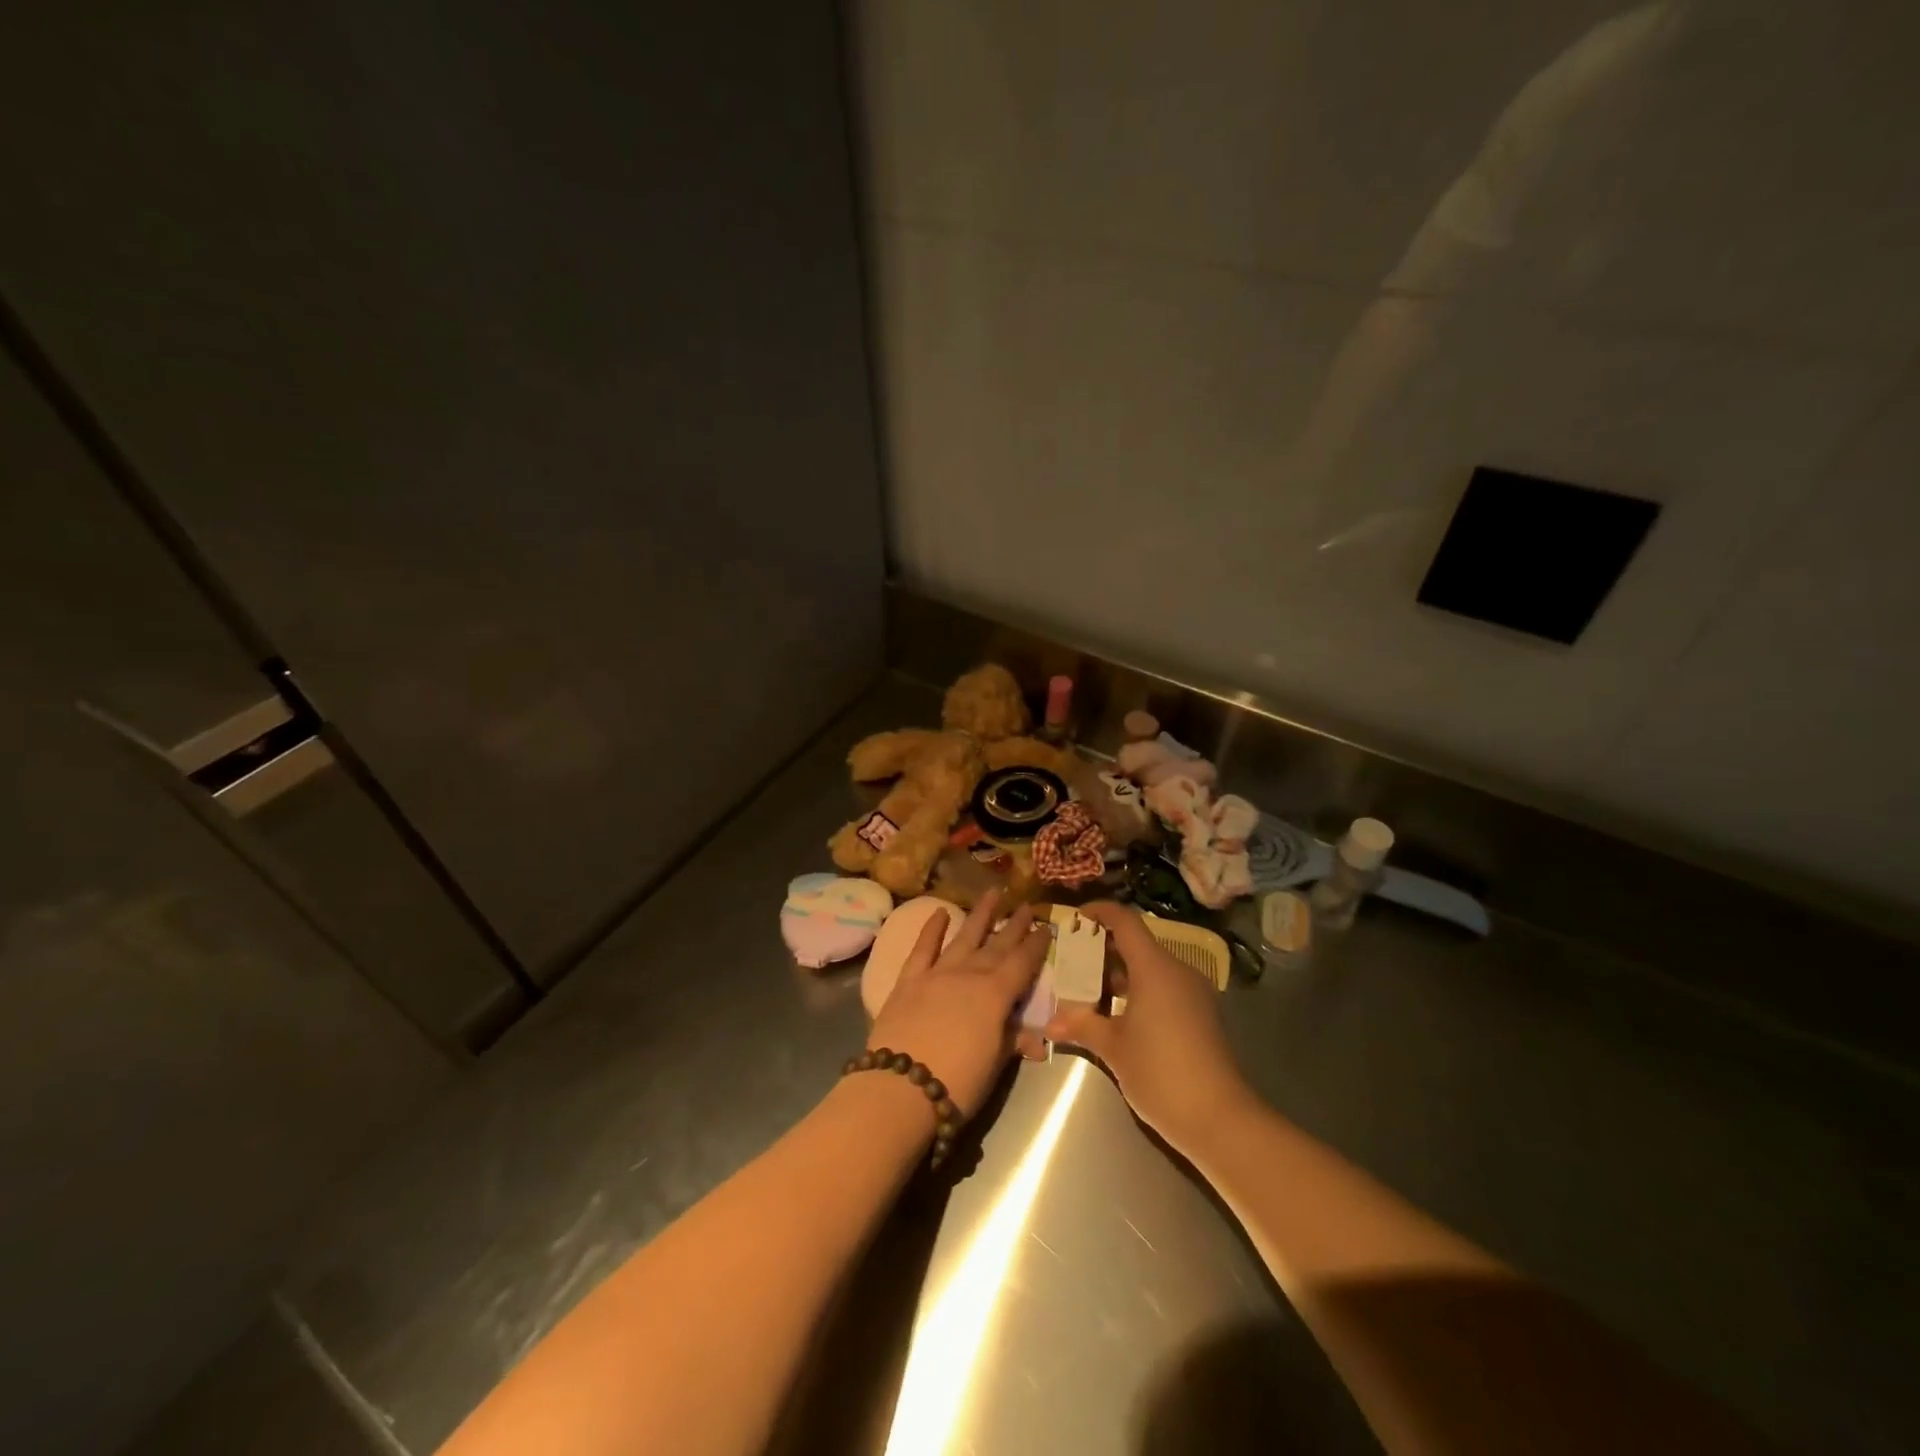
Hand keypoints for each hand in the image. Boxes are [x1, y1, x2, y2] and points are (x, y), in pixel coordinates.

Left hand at [867, 890, 1049, 1119]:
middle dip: (1014, 925)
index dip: (1036, 945)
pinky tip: (940, 913)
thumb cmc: (957, 1083)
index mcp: (995, 994)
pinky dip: (931, 929)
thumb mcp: (995, 1066)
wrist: (901, 1088)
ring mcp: (937, 973)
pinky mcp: (909, 980)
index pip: (1022, 963)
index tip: (1047, 927)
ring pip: (964, 937)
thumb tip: (1036, 1039)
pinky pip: (923, 948)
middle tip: (1027, 905)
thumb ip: (1012, 1042)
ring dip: (980, 915)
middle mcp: (969, 974)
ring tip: (993, 892)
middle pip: (997, 945)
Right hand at [1045, 902, 1251, 1154]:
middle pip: (1137, 943)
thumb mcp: (1113, 1048)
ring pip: (1150, 967)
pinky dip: (1138, 989)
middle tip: (1072, 959)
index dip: (1100, 912)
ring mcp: (1192, 993)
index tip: (1076, 917)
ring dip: (1119, 972)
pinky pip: (1164, 986)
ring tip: (1087, 988)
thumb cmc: (1161, 1073)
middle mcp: (1177, 971)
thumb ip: (1081, 1025)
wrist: (1220, 1119)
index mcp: (1155, 967)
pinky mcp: (1200, 1014)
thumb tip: (1049, 1021)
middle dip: (1103, 947)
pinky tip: (1116, 1013)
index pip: (1126, 921)